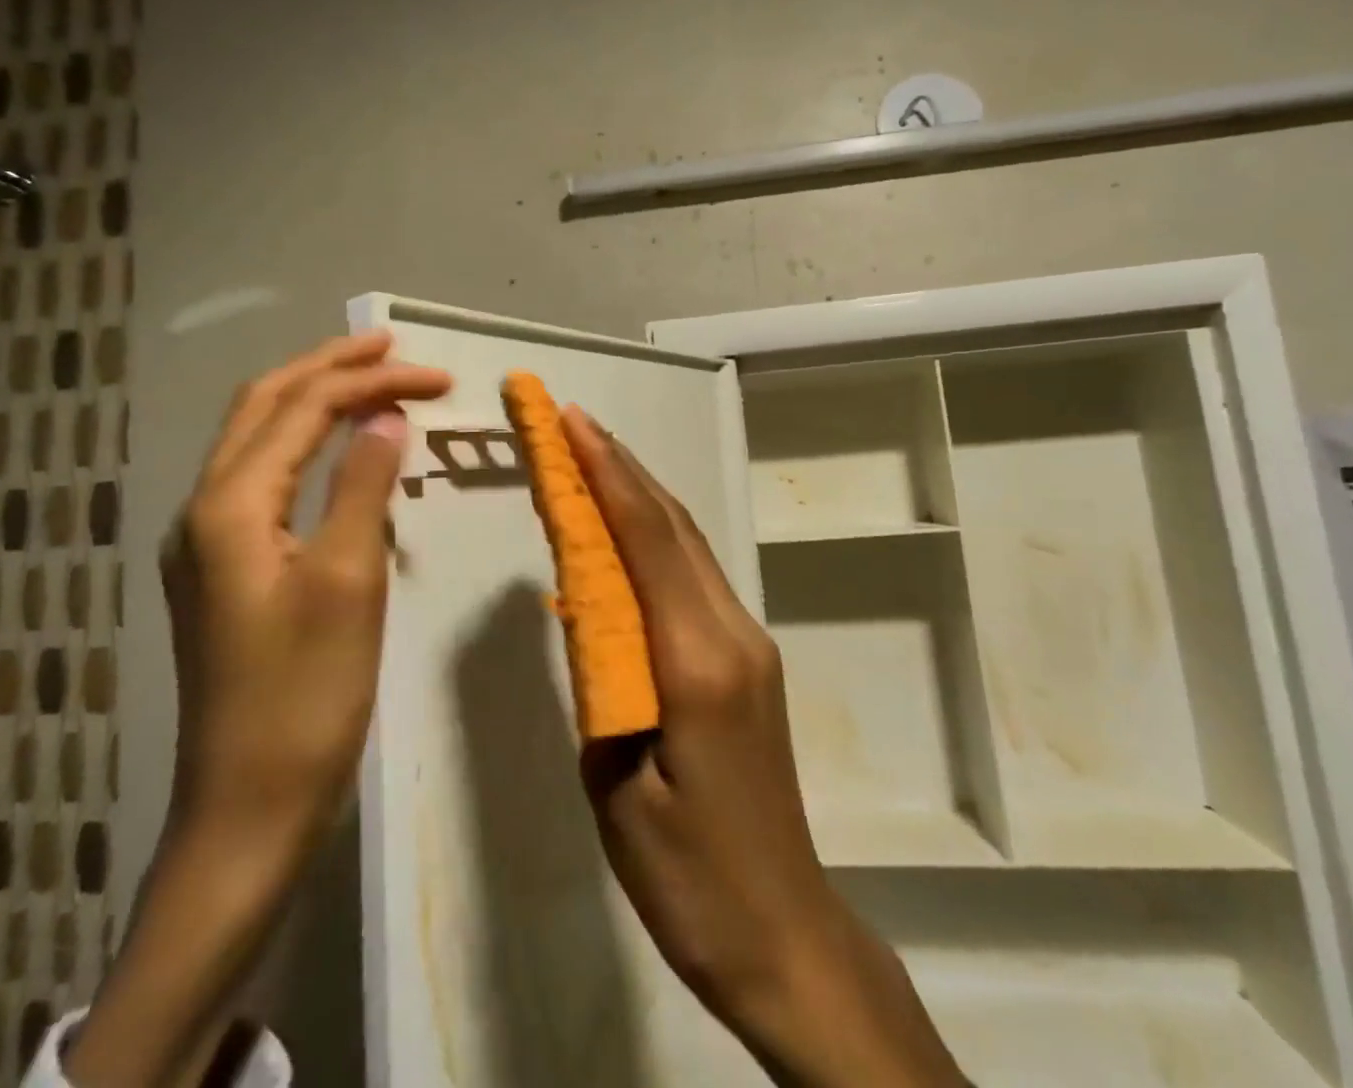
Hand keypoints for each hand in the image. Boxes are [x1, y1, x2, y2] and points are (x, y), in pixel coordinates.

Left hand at [160, 331, 449, 855]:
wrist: (246, 810)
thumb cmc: (304, 695)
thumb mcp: (346, 580)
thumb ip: (362, 486)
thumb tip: (386, 418)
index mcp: (228, 505)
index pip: (305, 409)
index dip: (372, 382)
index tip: (438, 378)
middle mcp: (204, 509)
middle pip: (265, 406)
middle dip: (330, 368)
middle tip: (392, 348)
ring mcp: (206, 541)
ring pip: (258, 440)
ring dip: (314, 401)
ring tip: (370, 381)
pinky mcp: (223, 570)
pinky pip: (263, 479)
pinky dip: (305, 446)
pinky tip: (339, 452)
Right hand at [565, 410, 965, 1087]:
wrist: (781, 929)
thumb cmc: (687, 877)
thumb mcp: (616, 782)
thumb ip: (603, 678)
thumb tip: (585, 603)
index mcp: (699, 661)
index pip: (647, 540)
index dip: (607, 474)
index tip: (571, 423)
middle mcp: (733, 631)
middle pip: (673, 525)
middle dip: (619, 465)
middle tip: (571, 422)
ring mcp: (748, 639)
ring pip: (688, 542)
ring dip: (639, 491)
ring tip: (591, 456)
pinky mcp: (747, 656)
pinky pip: (694, 574)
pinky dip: (655, 533)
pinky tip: (625, 527)